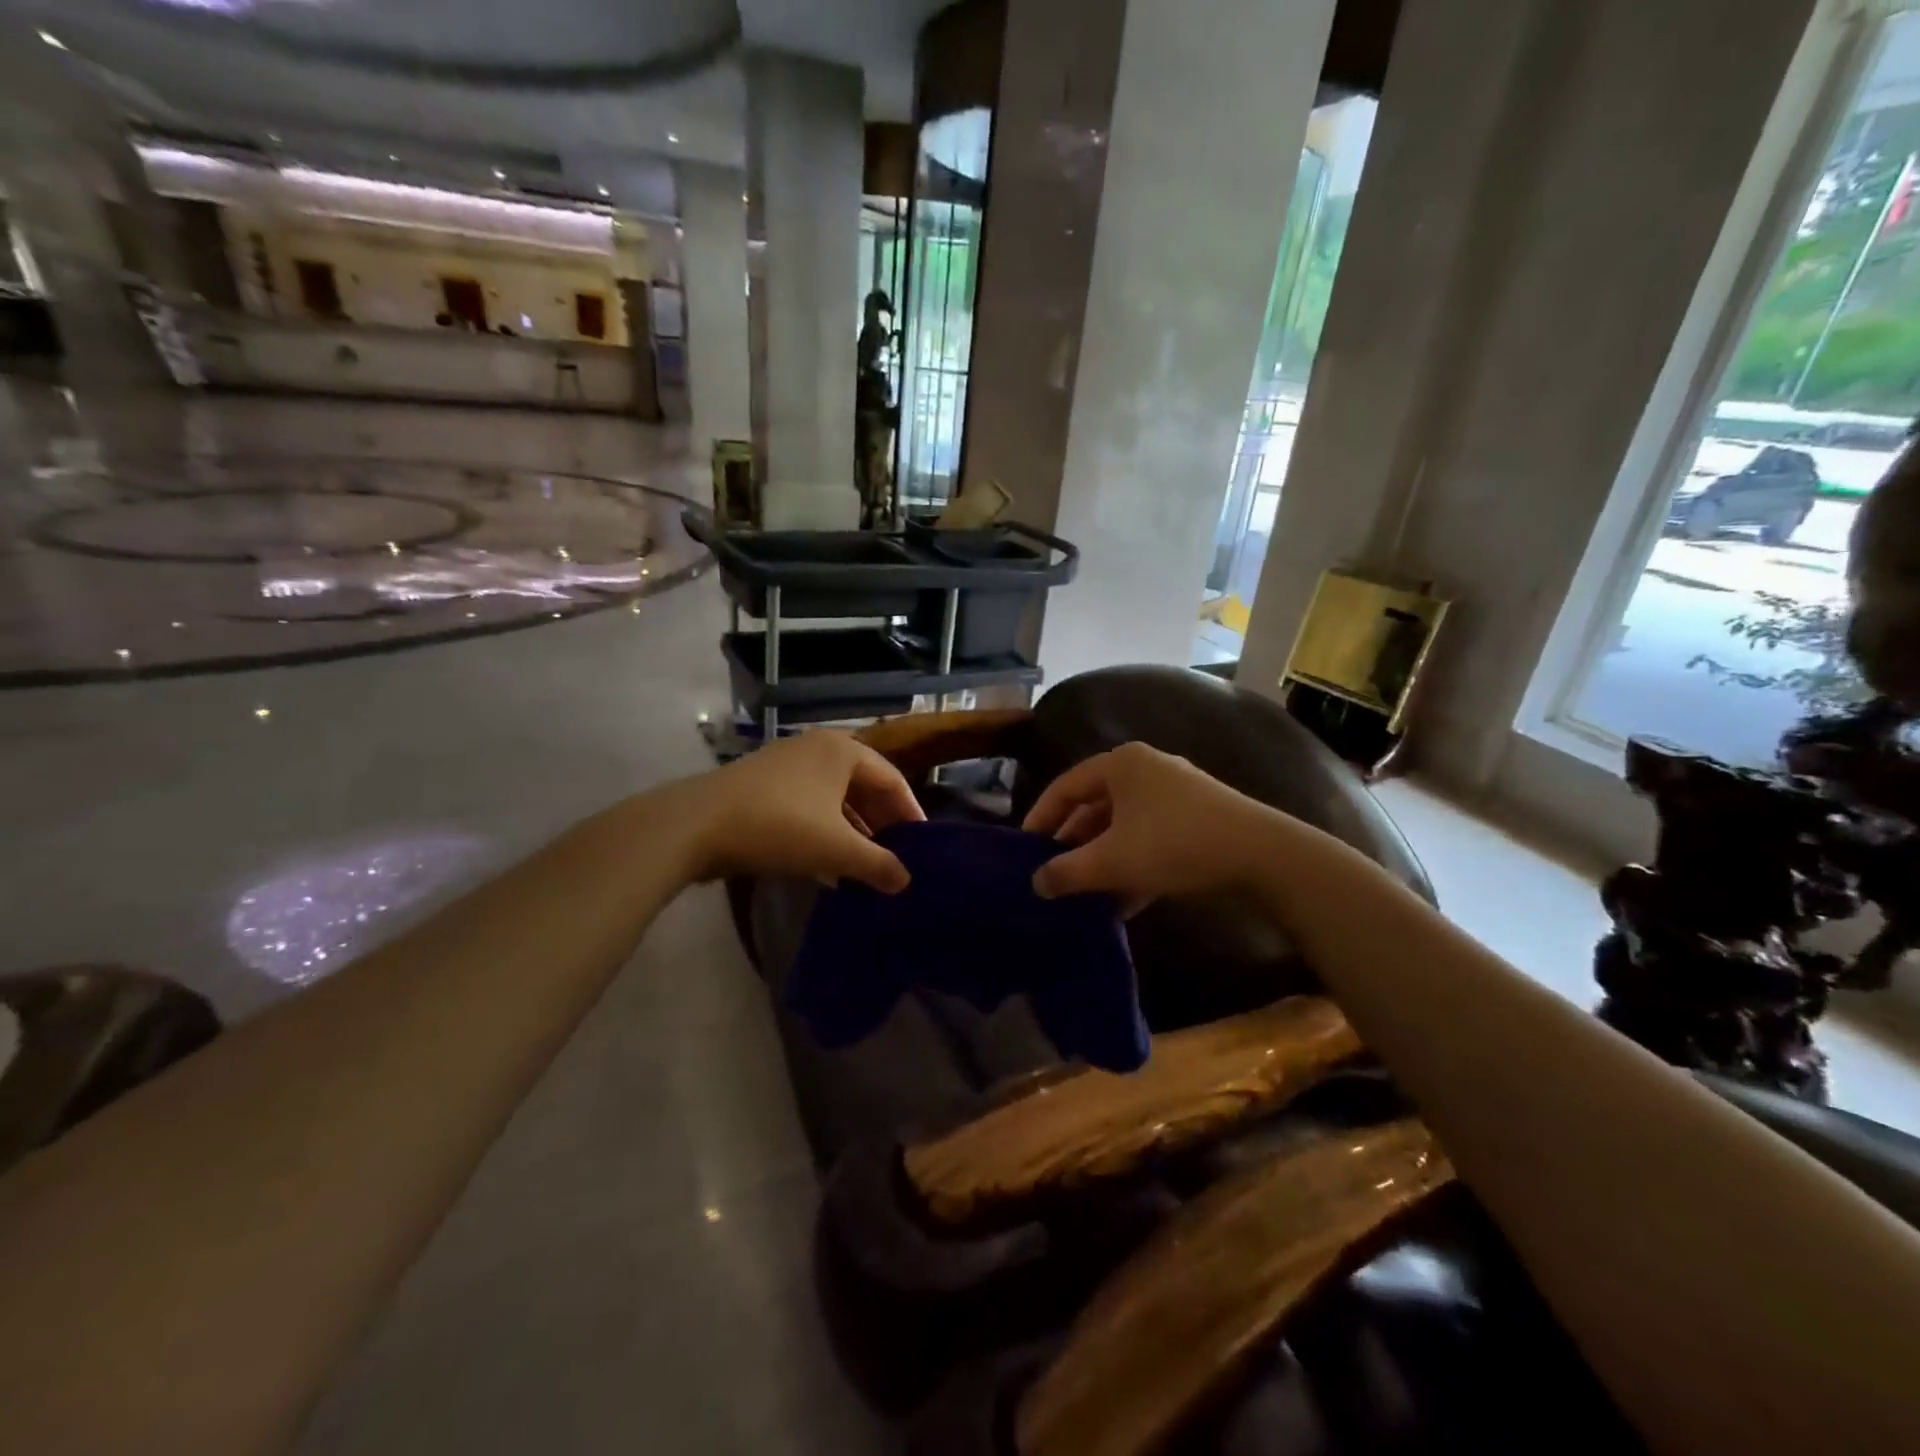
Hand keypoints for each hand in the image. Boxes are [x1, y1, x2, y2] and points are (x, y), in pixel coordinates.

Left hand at [676, 731, 925, 891]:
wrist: (694, 825)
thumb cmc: (779, 826)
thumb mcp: (836, 848)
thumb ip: (877, 864)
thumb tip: (906, 881)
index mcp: (843, 750)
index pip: (892, 779)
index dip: (910, 813)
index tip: (922, 845)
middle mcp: (817, 748)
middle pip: (863, 786)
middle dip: (880, 823)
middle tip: (896, 856)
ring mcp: (787, 764)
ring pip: (834, 797)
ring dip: (852, 831)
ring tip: (865, 866)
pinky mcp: (762, 784)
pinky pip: (809, 805)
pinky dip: (824, 830)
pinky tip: (827, 865)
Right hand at [1022, 743, 1272, 905]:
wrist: (1260, 854)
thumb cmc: (1173, 844)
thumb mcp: (1111, 861)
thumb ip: (1067, 872)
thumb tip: (1036, 883)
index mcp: (1120, 764)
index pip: (1065, 787)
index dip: (1040, 817)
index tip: (1023, 848)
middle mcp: (1146, 768)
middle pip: (1095, 806)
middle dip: (1073, 843)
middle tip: (1053, 872)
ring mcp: (1176, 791)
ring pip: (1124, 825)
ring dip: (1103, 858)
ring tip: (1084, 891)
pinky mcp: (1198, 816)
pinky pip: (1151, 836)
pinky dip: (1133, 863)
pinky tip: (1124, 901)